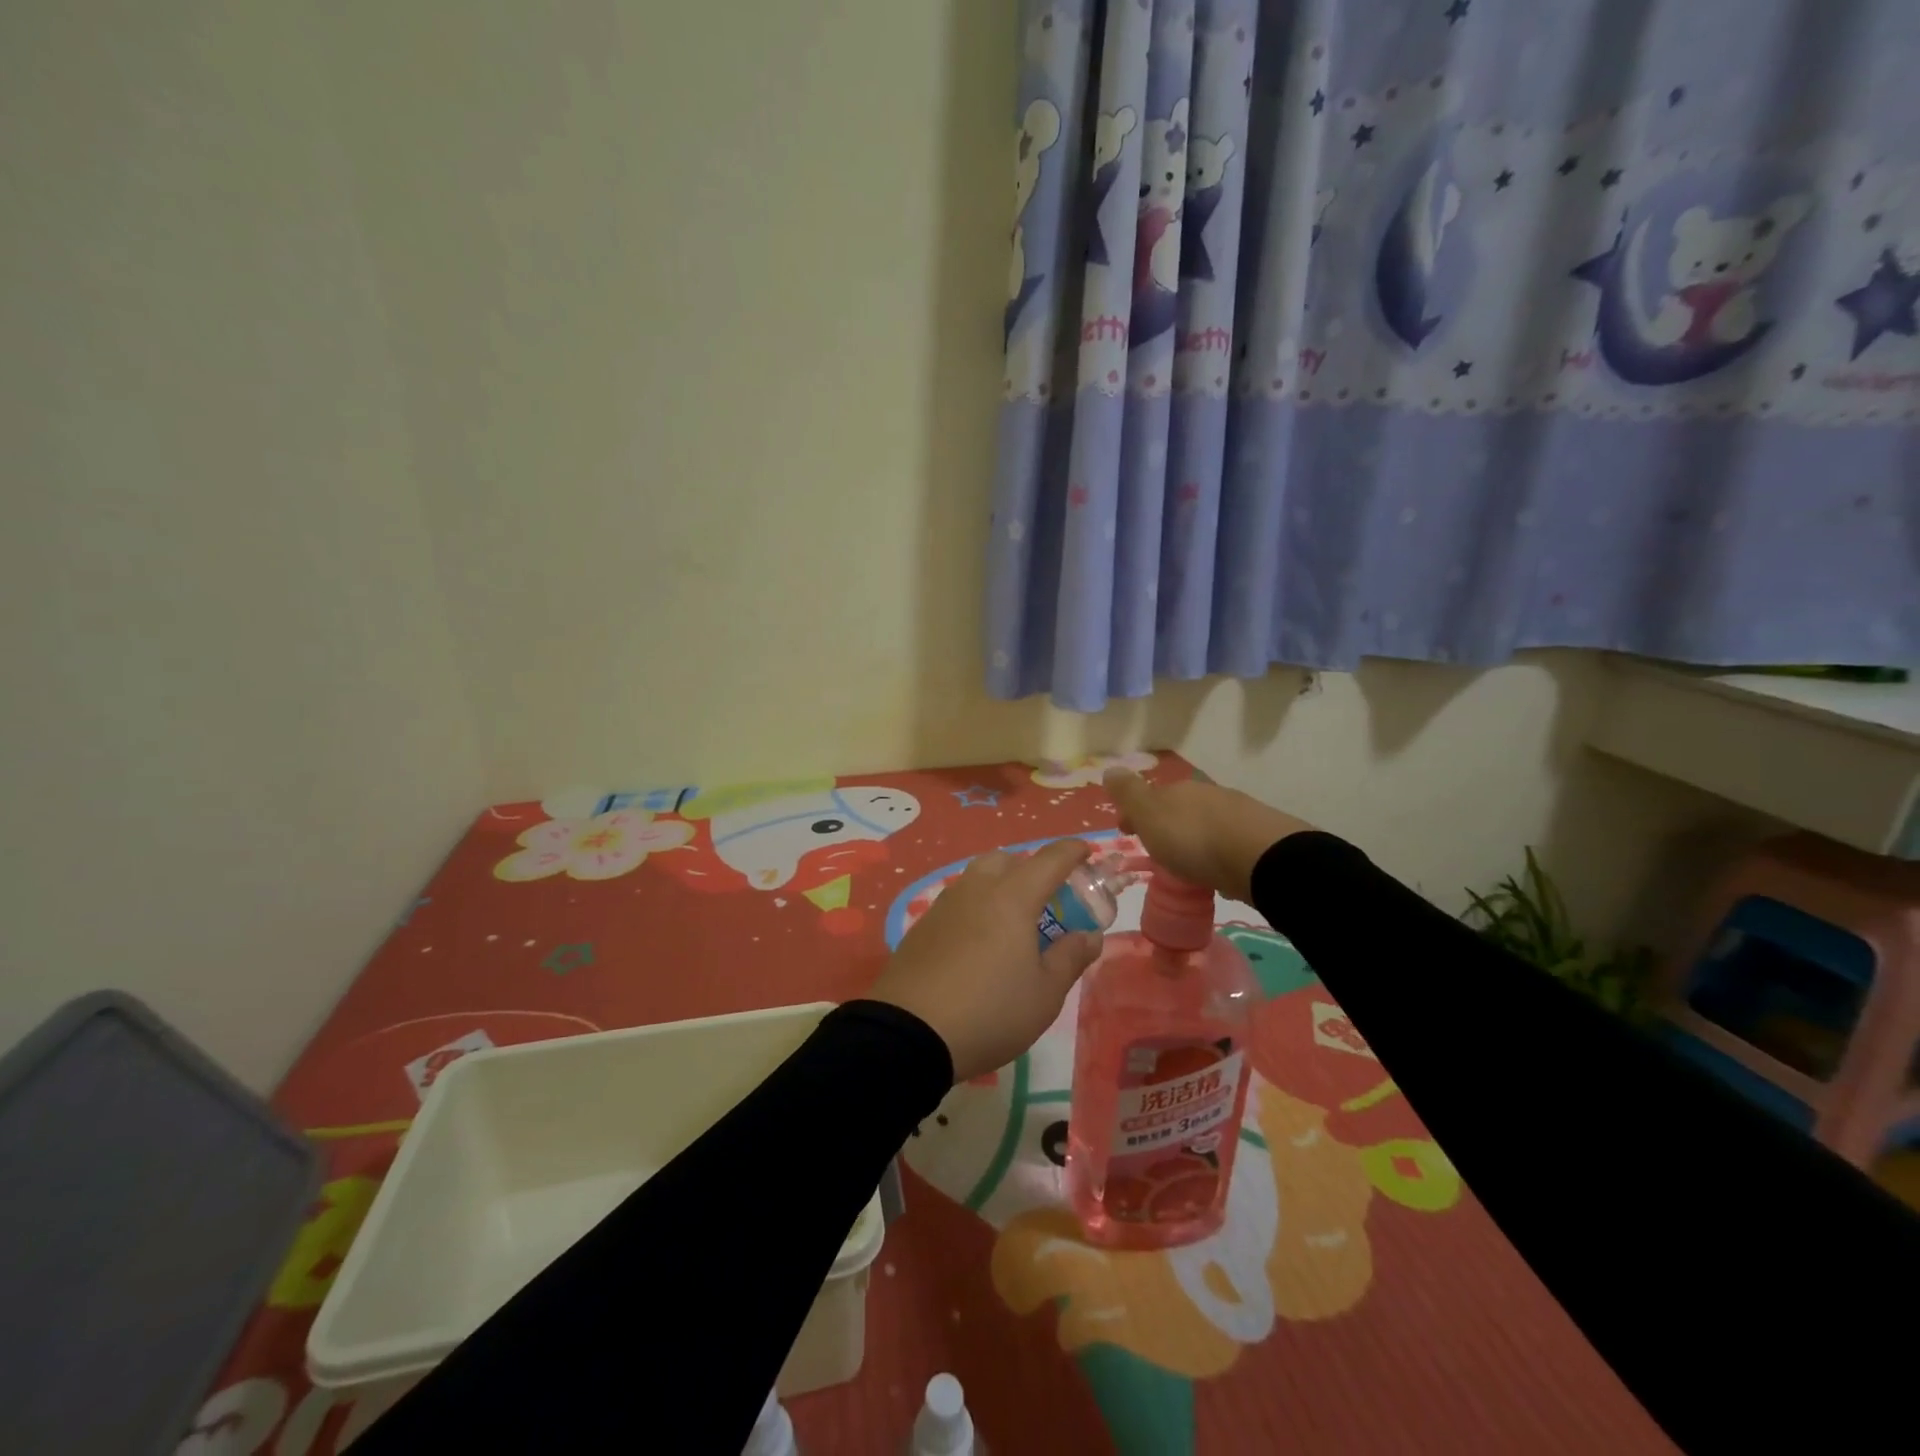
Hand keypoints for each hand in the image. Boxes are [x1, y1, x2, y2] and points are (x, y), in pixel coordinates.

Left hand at [867, 838, 1103, 1082]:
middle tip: (1047, 899)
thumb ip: (1070, 957)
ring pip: (978, 877)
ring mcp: (945, 905)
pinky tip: (979, 942)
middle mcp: (977, 890)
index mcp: (1013, 898)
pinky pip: (958, 901)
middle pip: (1007, 859)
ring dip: (1000, 885)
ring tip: (1013, 922)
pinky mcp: (922, 926)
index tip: (1086, 852)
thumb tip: (1089, 935)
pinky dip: (976, 907)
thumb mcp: (1045, 994)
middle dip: (1031, 868)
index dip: (1071, 852)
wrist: (910, 1033)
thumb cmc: (990, 1011)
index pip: (1049, 859)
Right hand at [1104, 769, 1310, 902]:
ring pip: (1205, 823)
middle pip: (1179, 808)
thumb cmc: (1192, 837)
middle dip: (1165, 824)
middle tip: (1155, 848)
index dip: (1135, 813)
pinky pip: (1227, 844)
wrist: (1259, 858)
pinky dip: (1216, 852)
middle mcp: (1208, 795)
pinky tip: (1215, 869)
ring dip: (1192, 838)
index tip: (1126, 832)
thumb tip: (1109, 768)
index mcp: (1178, 789)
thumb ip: (1128, 793)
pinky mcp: (1258, 839)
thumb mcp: (1148, 813)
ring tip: (1185, 864)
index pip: (1150, 796)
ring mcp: (1237, 814)